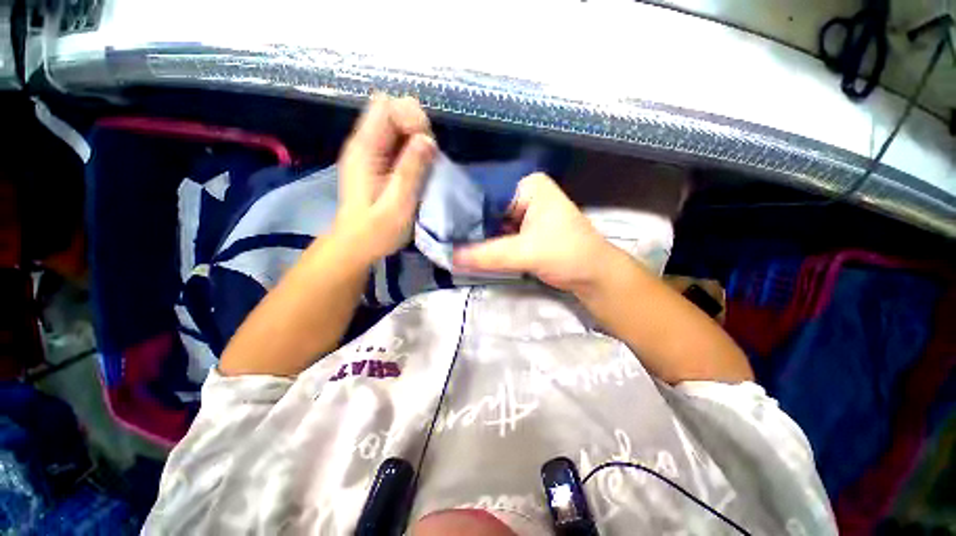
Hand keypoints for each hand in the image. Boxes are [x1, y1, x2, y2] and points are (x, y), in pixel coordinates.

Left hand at [334, 95, 436, 262]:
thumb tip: (428, 139)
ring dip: (418, 140)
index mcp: (364, 149)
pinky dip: (414, 150)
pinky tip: (418, 170)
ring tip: (425, 166)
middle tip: (427, 158)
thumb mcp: (397, 205)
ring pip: (398, 125)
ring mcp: (371, 152)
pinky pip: (399, 142)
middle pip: (393, 109)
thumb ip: (411, 171)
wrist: (356, 245)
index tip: (427, 145)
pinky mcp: (378, 162)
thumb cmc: (376, 231)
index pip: (386, 106)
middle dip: (417, 127)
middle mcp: (364, 143)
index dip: (412, 116)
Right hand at [453, 173, 619, 293]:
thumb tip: (449, 257)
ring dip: (476, 237)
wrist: (593, 276)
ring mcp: (524, 213)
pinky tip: (467, 251)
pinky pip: (499, 236)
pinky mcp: (524, 231)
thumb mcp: (526, 253)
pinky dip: (486, 245)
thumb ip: (487, 255)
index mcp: (527, 186)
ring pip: (492, 224)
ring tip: (447, 244)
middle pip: (488, 210)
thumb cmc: (567, 254)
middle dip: (468, 226)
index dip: (463, 211)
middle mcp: (524, 195)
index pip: (486, 194)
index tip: (439, 224)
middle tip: (440, 237)